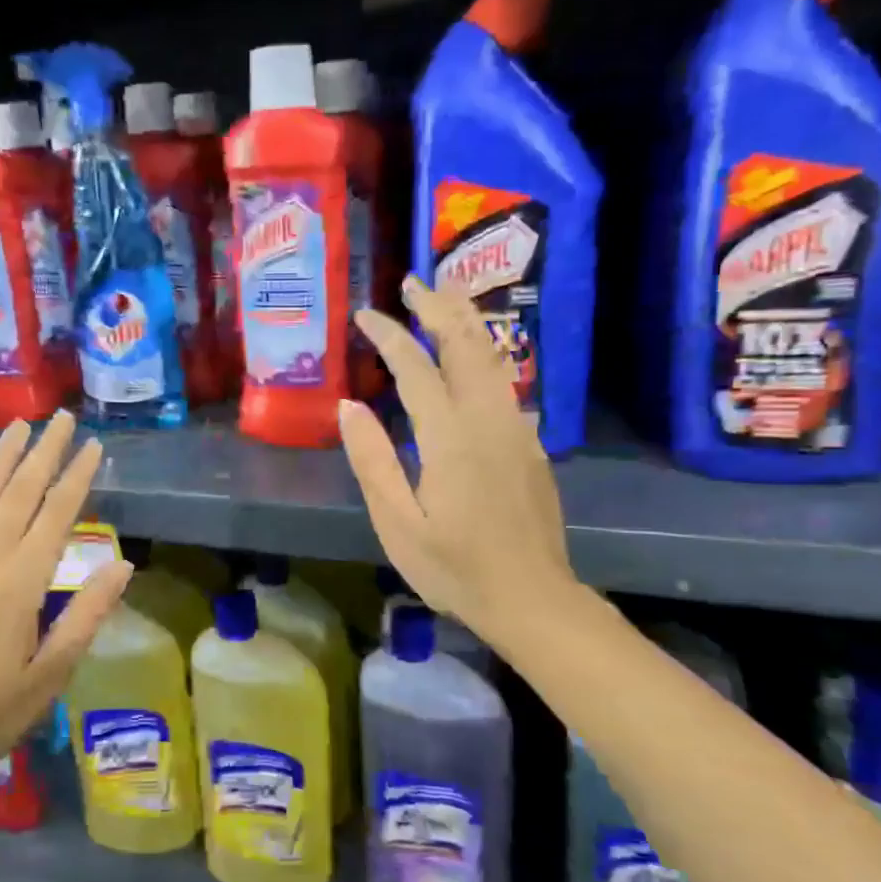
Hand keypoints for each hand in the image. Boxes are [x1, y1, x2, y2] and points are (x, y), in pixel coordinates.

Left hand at [0, 414, 132, 777]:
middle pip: (20, 492)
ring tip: (17, 427)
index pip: (57, 514)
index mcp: (21, 581)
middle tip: (61, 417)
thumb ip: (86, 614)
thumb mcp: (51, 673)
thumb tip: (123, 564)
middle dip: (44, 451)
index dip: (78, 477)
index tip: (94, 445)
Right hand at [337, 275, 579, 655]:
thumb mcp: (398, 523)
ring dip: (466, 321)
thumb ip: (372, 461)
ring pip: (493, 357)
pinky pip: (505, 381)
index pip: (416, 369)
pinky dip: (484, 352)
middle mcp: (488, 419)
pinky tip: (471, 354)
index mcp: (451, 437)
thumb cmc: (454, 568)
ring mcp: (516, 428)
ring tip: (443, 298)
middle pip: (466, 345)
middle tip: (412, 283)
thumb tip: (349, 406)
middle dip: (438, 308)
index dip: (390, 336)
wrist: (531, 598)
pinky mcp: (530, 443)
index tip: (366, 314)